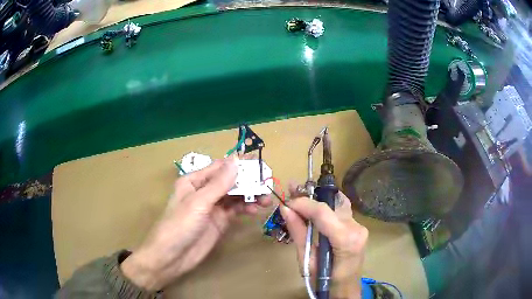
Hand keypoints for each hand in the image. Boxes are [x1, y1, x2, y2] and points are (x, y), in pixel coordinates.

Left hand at [121, 156, 270, 290]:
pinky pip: (235, 209)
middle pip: (229, 181)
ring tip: (265, 199)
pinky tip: (255, 209)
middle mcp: (204, 191)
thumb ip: (219, 183)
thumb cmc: (179, 225)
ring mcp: (213, 207)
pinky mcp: (219, 221)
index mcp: (194, 181)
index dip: (239, 164)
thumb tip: (236, 160)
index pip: (220, 167)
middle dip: (247, 181)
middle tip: (267, 183)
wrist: (172, 257)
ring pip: (235, 195)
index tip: (259, 163)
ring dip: (250, 195)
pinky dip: (246, 207)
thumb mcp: (198, 202)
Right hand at [280, 186, 367, 298]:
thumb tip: (285, 209)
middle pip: (332, 203)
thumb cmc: (324, 281)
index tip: (286, 202)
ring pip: (338, 203)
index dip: (303, 203)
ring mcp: (359, 226)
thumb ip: (298, 233)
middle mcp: (356, 228)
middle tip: (292, 188)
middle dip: (310, 196)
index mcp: (346, 240)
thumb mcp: (308, 261)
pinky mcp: (357, 227)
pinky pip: (340, 210)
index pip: (323, 212)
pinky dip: (325, 206)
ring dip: (318, 198)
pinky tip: (314, 205)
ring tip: (300, 193)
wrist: (345, 289)